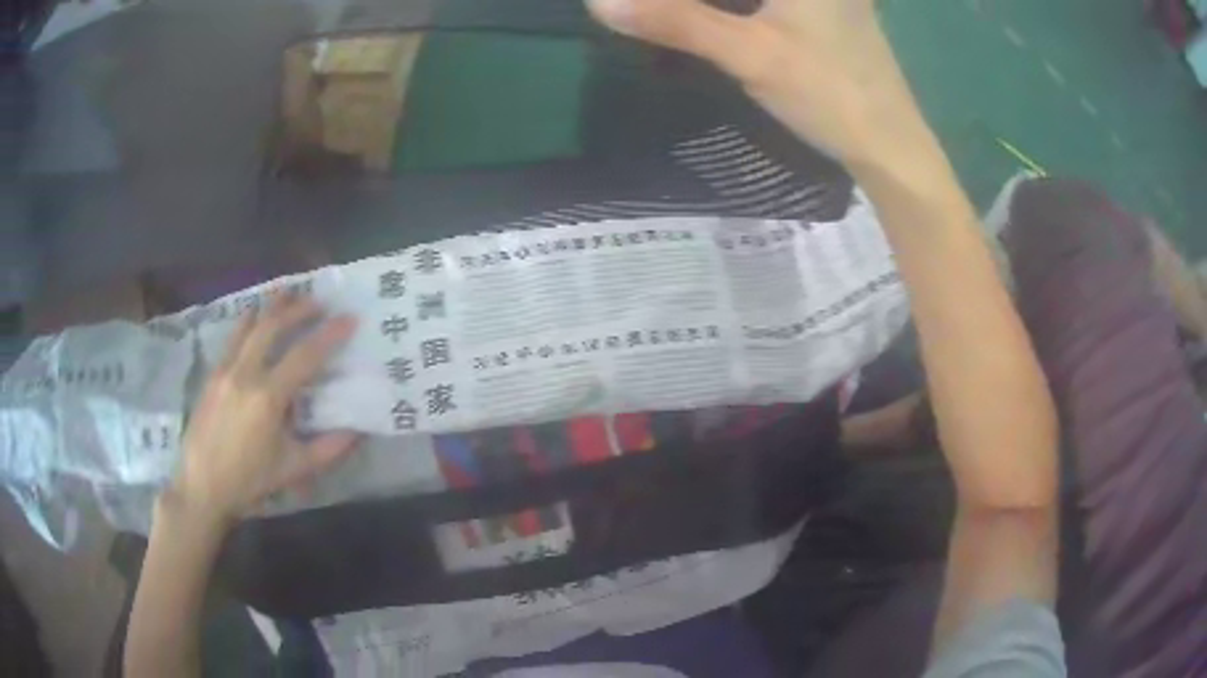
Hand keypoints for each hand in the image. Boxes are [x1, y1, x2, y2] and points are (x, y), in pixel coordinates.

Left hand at [167, 294, 358, 526]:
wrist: (202, 487)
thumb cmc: (249, 481)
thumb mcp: (294, 469)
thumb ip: (329, 449)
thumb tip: (359, 430)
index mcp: (268, 398)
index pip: (305, 355)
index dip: (330, 335)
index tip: (350, 318)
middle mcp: (245, 374)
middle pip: (273, 327)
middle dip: (299, 308)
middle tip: (319, 300)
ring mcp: (224, 370)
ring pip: (249, 325)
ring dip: (271, 306)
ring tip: (288, 292)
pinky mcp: (212, 374)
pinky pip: (232, 338)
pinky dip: (247, 321)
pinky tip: (253, 315)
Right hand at [587, 0, 936, 167]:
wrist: (892, 147)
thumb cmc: (829, 93)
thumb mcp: (749, 53)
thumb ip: (676, 22)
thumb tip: (598, 2)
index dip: (688, 0)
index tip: (655, 9)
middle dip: (697, 2)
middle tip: (652, 10)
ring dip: (712, 4)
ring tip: (675, 14)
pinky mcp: (830, 11)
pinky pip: (773, 2)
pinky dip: (738, 8)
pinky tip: (715, 18)